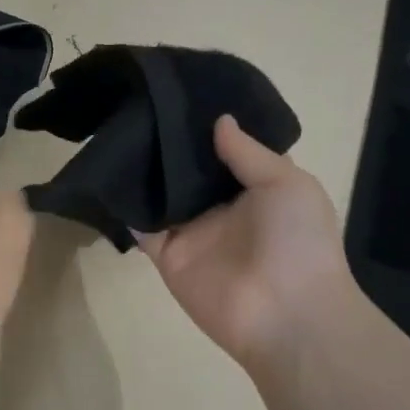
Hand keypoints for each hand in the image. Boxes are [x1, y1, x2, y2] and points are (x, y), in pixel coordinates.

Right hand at [141, 117, 353, 375]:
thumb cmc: (298, 241)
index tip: (181, 96)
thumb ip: (249, 153)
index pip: (225, 152)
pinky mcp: (167, 255)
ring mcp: (192, 232)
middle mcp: (221, 208)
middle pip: (189, 171)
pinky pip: (142, 227)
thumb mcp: (286, 182)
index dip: (207, 127)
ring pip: (162, 194)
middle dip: (169, 143)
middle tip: (140, 104)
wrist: (287, 314)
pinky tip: (110, 172)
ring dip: (145, 169)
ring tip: (119, 126)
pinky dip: (126, 205)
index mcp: (256, 189)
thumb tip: (219, 120)